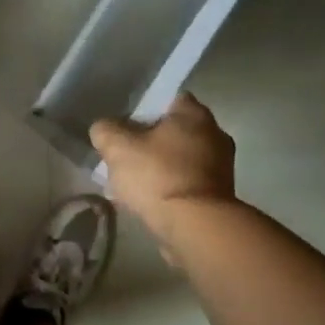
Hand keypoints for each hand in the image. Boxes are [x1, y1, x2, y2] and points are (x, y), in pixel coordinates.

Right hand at [89, 93, 236, 257]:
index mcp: (194, 114)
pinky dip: (171, 187)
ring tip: (134, 183)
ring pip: (182, 158)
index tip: (125, 126)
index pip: (168, 99)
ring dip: (161, 167)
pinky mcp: (220, 194)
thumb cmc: (157, 176)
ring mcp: (222, 165)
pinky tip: (150, 200)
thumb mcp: (118, 148)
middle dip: (151, 142)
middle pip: (175, 130)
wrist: (195, 225)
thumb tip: (103, 128)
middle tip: (126, 155)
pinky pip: (188, 182)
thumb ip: (105, 131)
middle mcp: (215, 133)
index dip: (144, 110)